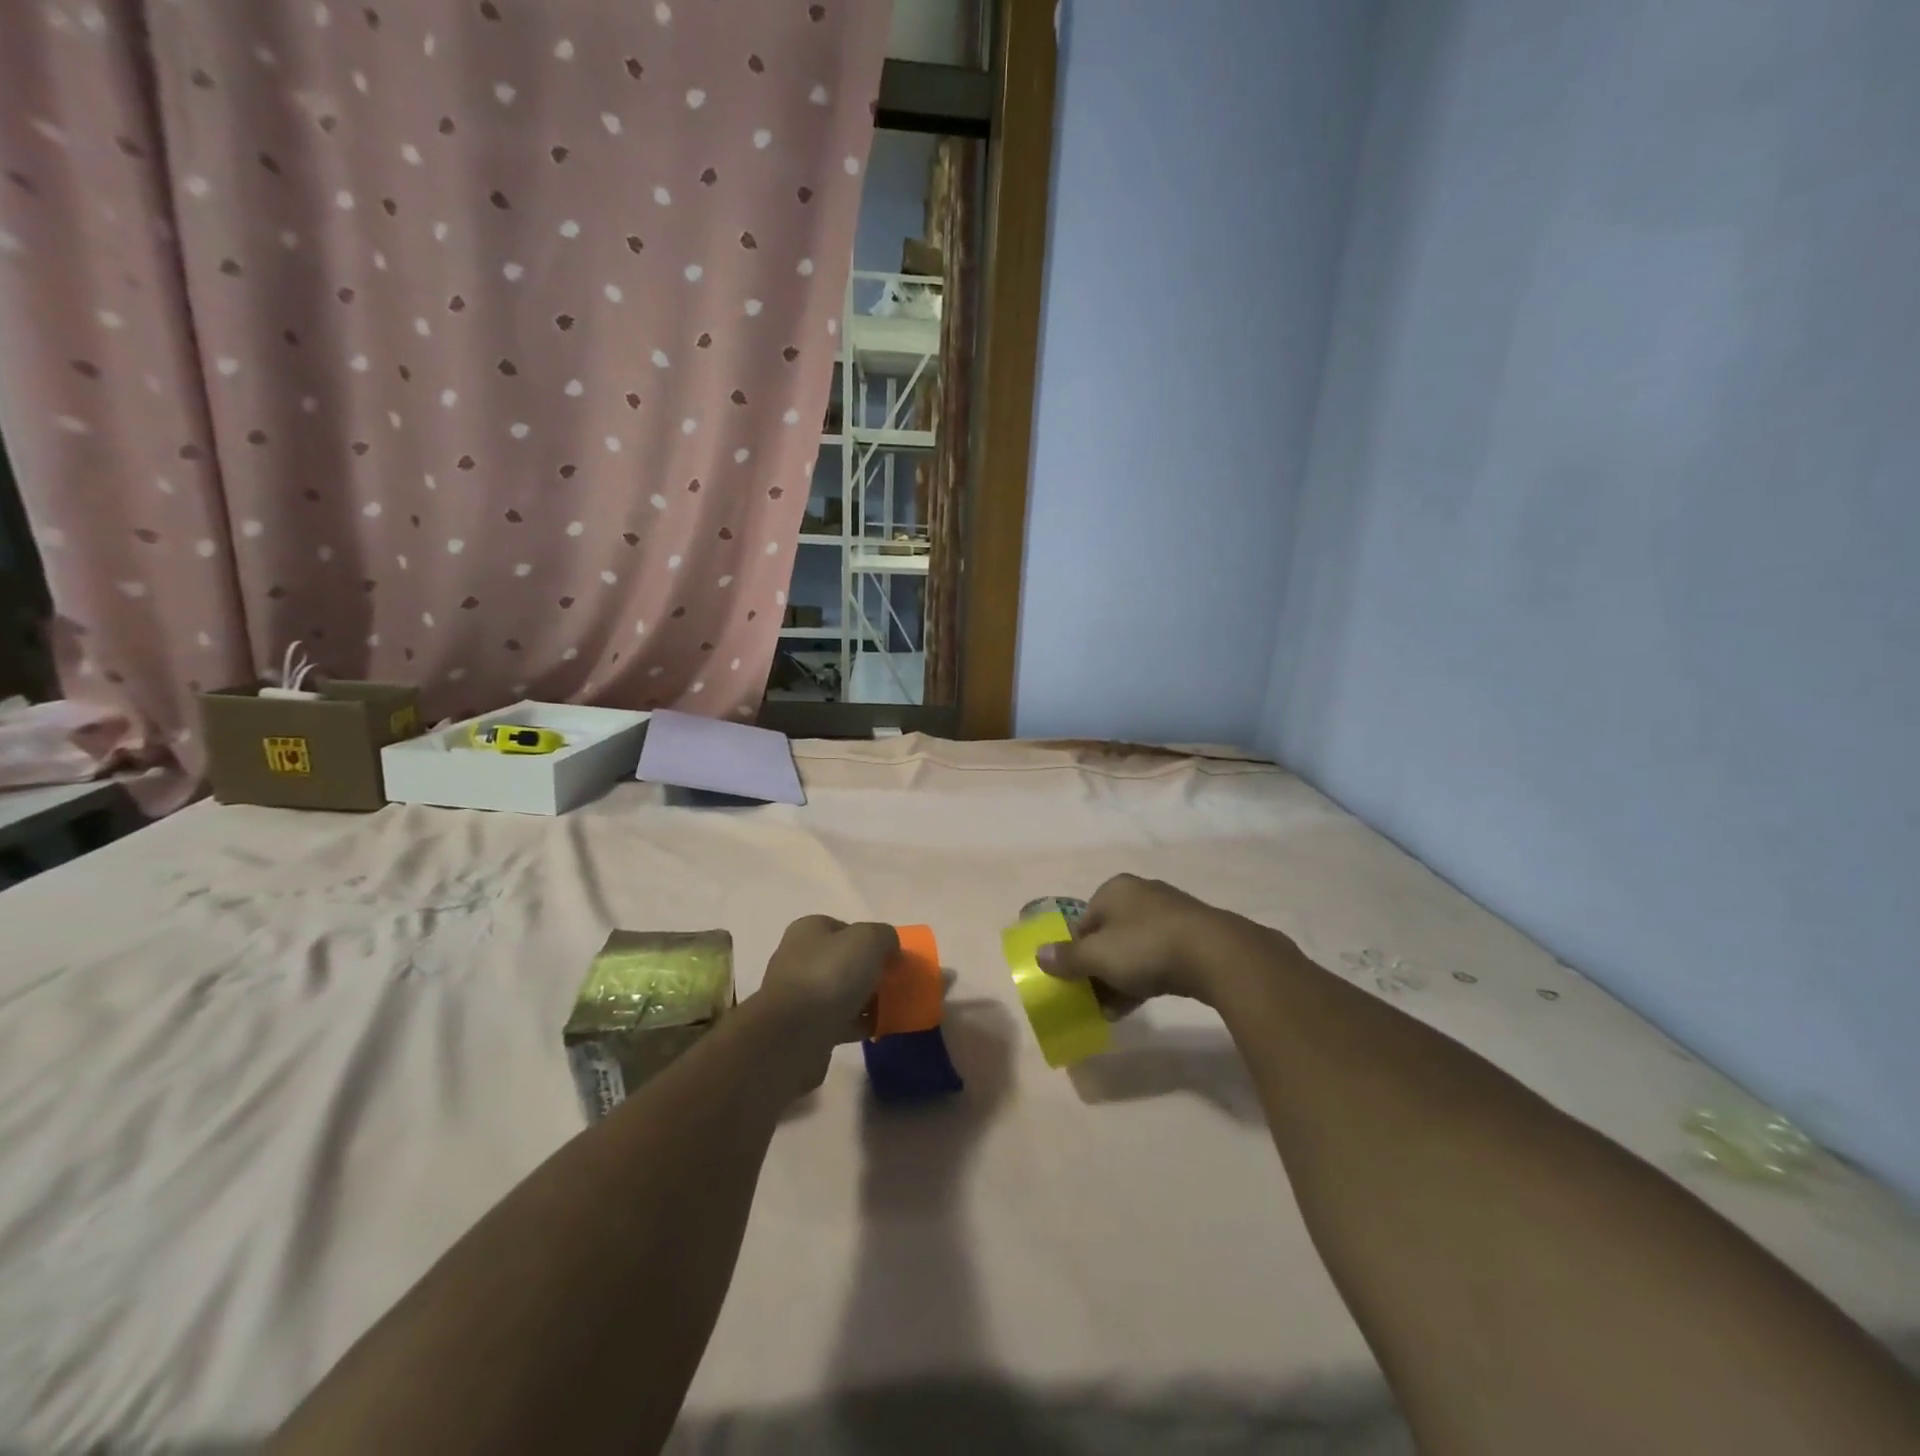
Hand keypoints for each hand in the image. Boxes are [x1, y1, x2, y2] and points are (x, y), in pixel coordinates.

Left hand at [754, 916, 898, 1089]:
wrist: (793, 1035)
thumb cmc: (830, 975)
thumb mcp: (869, 940)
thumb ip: (885, 936)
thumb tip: (891, 950)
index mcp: (809, 930)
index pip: (845, 927)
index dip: (872, 940)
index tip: (893, 958)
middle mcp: (798, 958)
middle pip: (844, 961)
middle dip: (870, 972)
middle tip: (895, 984)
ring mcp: (798, 995)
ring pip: (841, 992)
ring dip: (865, 1000)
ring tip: (891, 1009)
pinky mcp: (802, 1028)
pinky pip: (838, 1021)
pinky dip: (858, 1024)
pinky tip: (878, 1030)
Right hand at [1036, 874, 1261, 1008]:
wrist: (1217, 955)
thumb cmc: (1146, 947)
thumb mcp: (1098, 956)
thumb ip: (1067, 957)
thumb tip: (1039, 954)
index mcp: (1114, 889)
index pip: (1083, 921)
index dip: (1075, 953)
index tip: (1076, 982)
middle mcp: (1141, 894)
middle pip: (1109, 935)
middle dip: (1099, 969)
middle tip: (1095, 999)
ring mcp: (1171, 914)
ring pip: (1134, 948)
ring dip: (1121, 978)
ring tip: (1115, 1009)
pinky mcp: (1194, 935)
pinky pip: (1159, 957)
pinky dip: (1147, 977)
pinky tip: (1142, 1002)